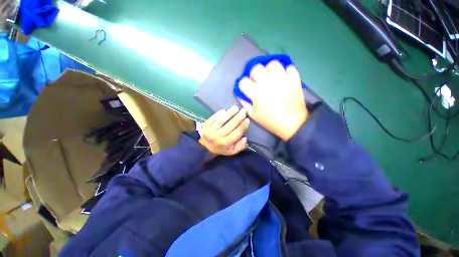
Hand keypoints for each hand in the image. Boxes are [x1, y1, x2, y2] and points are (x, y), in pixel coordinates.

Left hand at [199, 105, 249, 155]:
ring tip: (235, 108)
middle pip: (230, 125)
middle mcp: (218, 136)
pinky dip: (219, 113)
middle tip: (243, 111)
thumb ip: (240, 146)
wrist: (206, 147)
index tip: (247, 119)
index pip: (236, 133)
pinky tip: (224, 110)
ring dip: (229, 113)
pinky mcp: (205, 125)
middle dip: (238, 117)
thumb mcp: (232, 151)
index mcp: (225, 143)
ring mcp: (211, 130)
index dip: (243, 126)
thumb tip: (245, 138)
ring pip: (222, 120)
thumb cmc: (221, 148)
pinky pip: (213, 118)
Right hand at [238, 61, 307, 140]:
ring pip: (272, 64)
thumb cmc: (270, 121)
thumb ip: (245, 103)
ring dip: (269, 69)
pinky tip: (284, 78)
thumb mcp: (253, 115)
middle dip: (254, 74)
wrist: (292, 123)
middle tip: (257, 81)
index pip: (243, 81)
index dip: (243, 85)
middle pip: (256, 68)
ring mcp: (282, 79)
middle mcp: (268, 82)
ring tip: (271, 77)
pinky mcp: (294, 79)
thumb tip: (240, 95)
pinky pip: (289, 67)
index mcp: (256, 93)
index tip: (246, 88)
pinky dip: (286, 71)